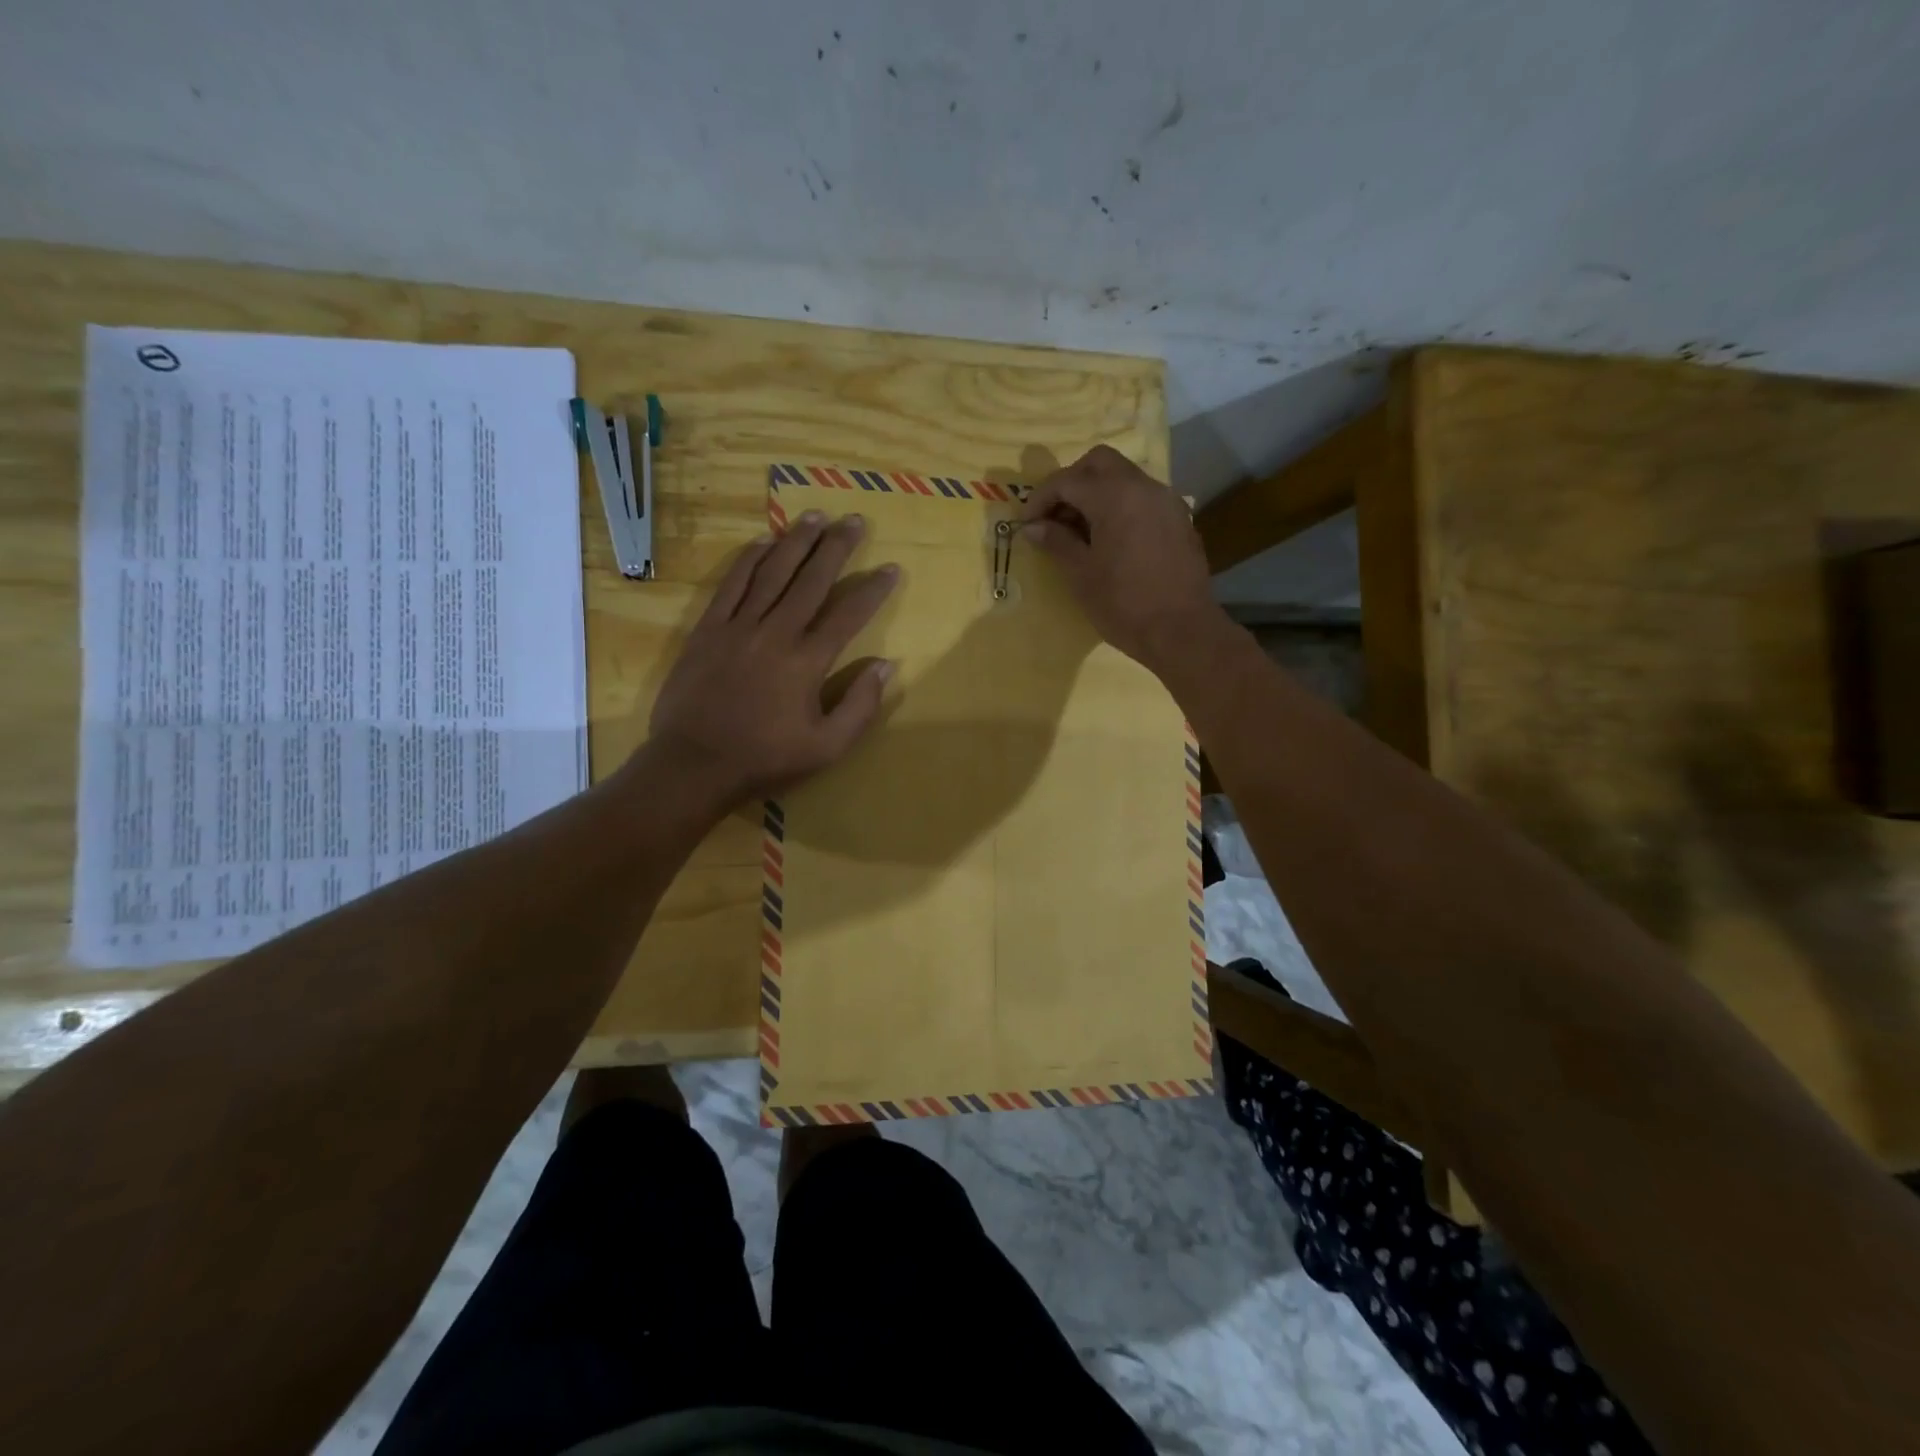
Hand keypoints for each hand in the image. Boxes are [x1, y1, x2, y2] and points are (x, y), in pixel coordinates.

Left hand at [646, 511, 898, 808]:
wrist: (693, 765)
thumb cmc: (765, 760)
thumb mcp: (827, 748)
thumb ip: (860, 706)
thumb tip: (885, 665)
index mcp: (807, 661)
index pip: (848, 614)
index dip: (873, 589)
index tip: (891, 568)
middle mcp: (775, 633)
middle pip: (811, 580)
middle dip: (836, 547)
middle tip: (853, 520)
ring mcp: (738, 627)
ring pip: (772, 573)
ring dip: (795, 542)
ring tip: (814, 516)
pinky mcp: (708, 630)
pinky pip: (732, 584)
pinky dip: (749, 560)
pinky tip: (763, 542)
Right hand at [1018, 445, 1223, 672]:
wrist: (1181, 631)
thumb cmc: (1123, 604)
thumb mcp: (1081, 574)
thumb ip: (1056, 542)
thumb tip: (1033, 527)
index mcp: (1115, 496)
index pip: (1067, 480)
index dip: (1040, 499)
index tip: (1027, 524)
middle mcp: (1143, 487)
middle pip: (1099, 463)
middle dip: (1071, 482)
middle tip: (1054, 516)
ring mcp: (1166, 501)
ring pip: (1124, 478)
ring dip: (1097, 493)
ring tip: (1080, 530)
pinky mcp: (1179, 520)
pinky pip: (1143, 498)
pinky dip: (1120, 506)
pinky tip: (1111, 539)